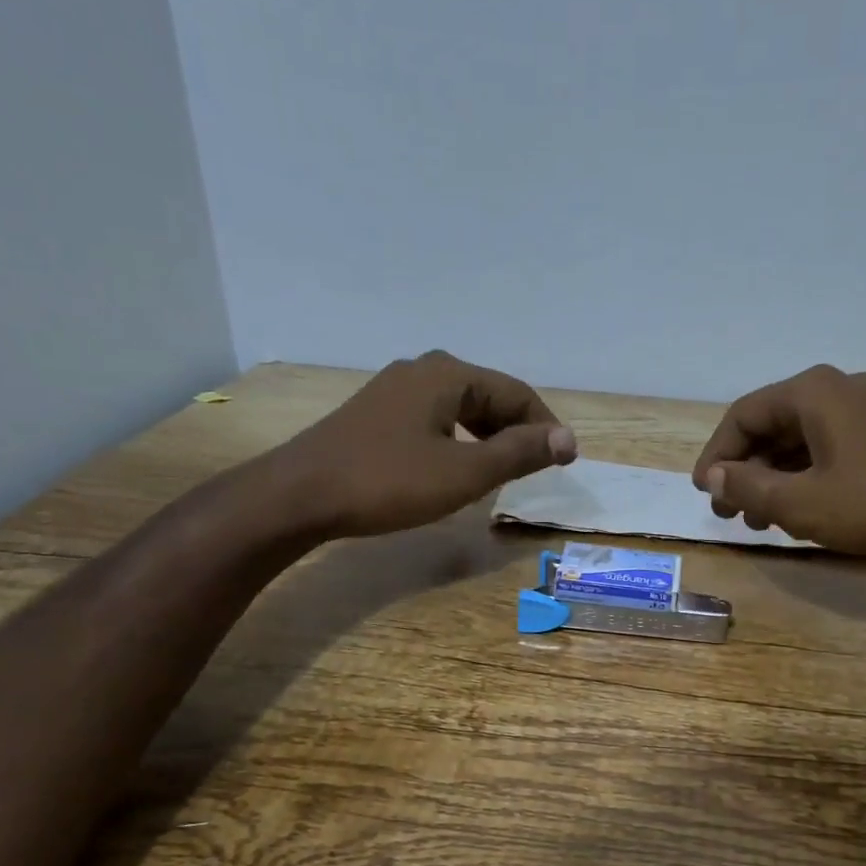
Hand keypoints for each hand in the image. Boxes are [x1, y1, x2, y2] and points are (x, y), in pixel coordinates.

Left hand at [266, 351, 576, 539]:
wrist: (298, 496)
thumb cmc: (388, 482)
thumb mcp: (465, 472)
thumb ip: (519, 453)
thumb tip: (567, 439)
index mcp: (449, 374)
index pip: (517, 393)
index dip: (546, 427)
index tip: (566, 462)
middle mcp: (423, 370)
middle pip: (489, 395)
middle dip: (518, 430)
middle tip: (536, 468)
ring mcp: (394, 390)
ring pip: (461, 407)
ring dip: (489, 436)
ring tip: (502, 470)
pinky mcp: (375, 413)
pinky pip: (435, 418)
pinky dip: (459, 439)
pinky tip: (456, 466)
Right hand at [690, 365, 865, 563]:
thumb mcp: (802, 504)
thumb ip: (749, 489)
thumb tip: (715, 478)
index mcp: (813, 392)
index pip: (744, 415)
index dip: (717, 455)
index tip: (704, 493)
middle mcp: (840, 389)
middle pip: (773, 425)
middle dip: (746, 470)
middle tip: (730, 512)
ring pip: (803, 440)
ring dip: (775, 477)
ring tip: (762, 520)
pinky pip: (832, 447)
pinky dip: (808, 476)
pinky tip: (804, 509)